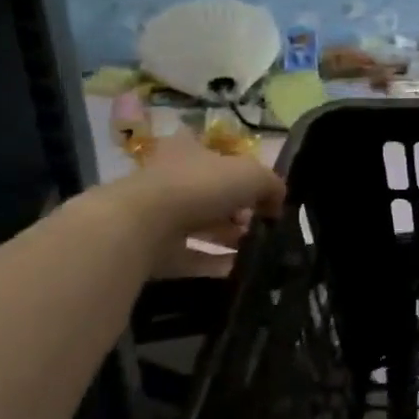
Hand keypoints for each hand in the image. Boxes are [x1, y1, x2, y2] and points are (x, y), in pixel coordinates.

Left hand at [96, 129, 285, 277]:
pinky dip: (213, 262)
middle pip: (208, 191)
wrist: (141, 225)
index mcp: (188, 150)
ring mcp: (156, 214)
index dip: (235, 165)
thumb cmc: (200, 186)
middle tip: (260, 222)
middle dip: (236, 208)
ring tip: (255, 249)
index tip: (257, 187)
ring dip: (226, 236)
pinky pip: (189, 255)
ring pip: (198, 224)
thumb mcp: (253, 176)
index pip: (211, 150)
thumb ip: (272, 185)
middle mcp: (168, 177)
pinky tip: (238, 269)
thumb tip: (277, 202)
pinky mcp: (151, 247)